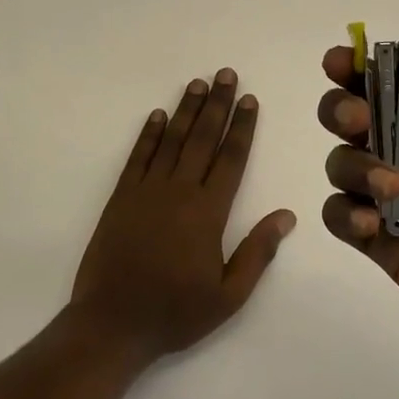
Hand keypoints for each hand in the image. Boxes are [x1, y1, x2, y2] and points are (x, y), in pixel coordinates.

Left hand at [71, 68, 295, 363]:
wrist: (111, 324)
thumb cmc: (175, 312)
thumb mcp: (229, 295)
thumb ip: (258, 252)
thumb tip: (286, 215)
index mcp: (208, 212)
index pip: (231, 158)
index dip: (242, 127)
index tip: (249, 99)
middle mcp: (179, 192)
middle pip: (203, 138)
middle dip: (217, 104)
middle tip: (226, 74)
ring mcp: (146, 191)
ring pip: (172, 140)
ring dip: (186, 110)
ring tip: (198, 83)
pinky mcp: (121, 198)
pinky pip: (138, 157)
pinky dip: (149, 134)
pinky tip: (158, 116)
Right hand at [317, 33, 398, 368]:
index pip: (391, 85)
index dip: (360, 68)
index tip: (340, 61)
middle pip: (352, 118)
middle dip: (341, 108)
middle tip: (357, 119)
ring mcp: (391, 200)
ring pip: (342, 163)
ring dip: (353, 165)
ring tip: (390, 187)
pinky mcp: (381, 243)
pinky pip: (340, 217)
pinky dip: (344, 214)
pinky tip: (370, 226)